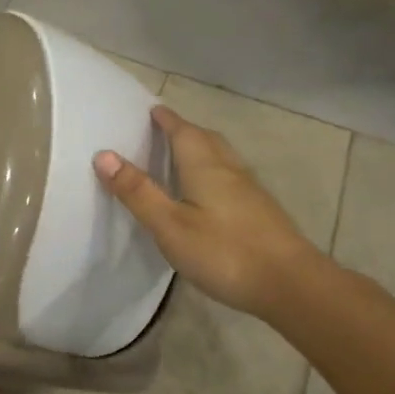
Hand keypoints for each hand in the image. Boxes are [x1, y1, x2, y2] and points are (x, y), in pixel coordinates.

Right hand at [94, 105, 318, 320]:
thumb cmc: (224, 252)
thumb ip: (138, 191)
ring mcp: (250, 191)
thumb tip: (104, 154)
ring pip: (222, 158)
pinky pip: (231, 178)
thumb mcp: (170, 225)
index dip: (167, 120)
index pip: (183, 132)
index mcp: (205, 167)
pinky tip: (209, 194)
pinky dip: (214, 172)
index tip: (152, 109)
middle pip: (207, 139)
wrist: (291, 285)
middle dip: (185, 131)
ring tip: (183, 157)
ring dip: (202, 149)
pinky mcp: (261, 212)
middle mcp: (230, 171)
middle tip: (164, 130)